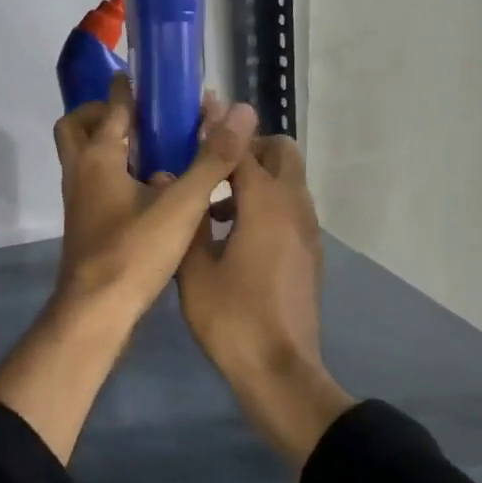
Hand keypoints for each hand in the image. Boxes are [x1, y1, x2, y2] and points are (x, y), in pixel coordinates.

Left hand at [51, 76, 256, 332]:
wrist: (96, 310)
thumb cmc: (134, 251)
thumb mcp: (182, 204)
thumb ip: (211, 159)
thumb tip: (241, 112)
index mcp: (98, 156)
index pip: (113, 105)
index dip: (132, 87)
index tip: (155, 79)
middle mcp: (79, 170)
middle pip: (78, 125)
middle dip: (104, 112)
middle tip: (142, 117)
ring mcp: (77, 198)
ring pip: (83, 155)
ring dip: (110, 143)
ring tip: (155, 148)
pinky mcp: (85, 220)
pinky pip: (93, 180)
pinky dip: (114, 171)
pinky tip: (151, 188)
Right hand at [176, 134, 354, 465]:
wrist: (280, 372)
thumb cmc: (231, 318)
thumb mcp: (193, 267)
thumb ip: (187, 216)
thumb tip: (173, 181)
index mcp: (265, 203)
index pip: (242, 146)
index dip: (218, 127)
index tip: (197, 110)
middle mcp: (293, 207)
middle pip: (281, 152)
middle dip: (248, 146)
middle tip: (211, 161)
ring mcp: (306, 231)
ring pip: (288, 180)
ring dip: (256, 176)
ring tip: (213, 202)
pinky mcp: (308, 252)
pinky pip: (289, 208)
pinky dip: (265, 202)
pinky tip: (231, 233)